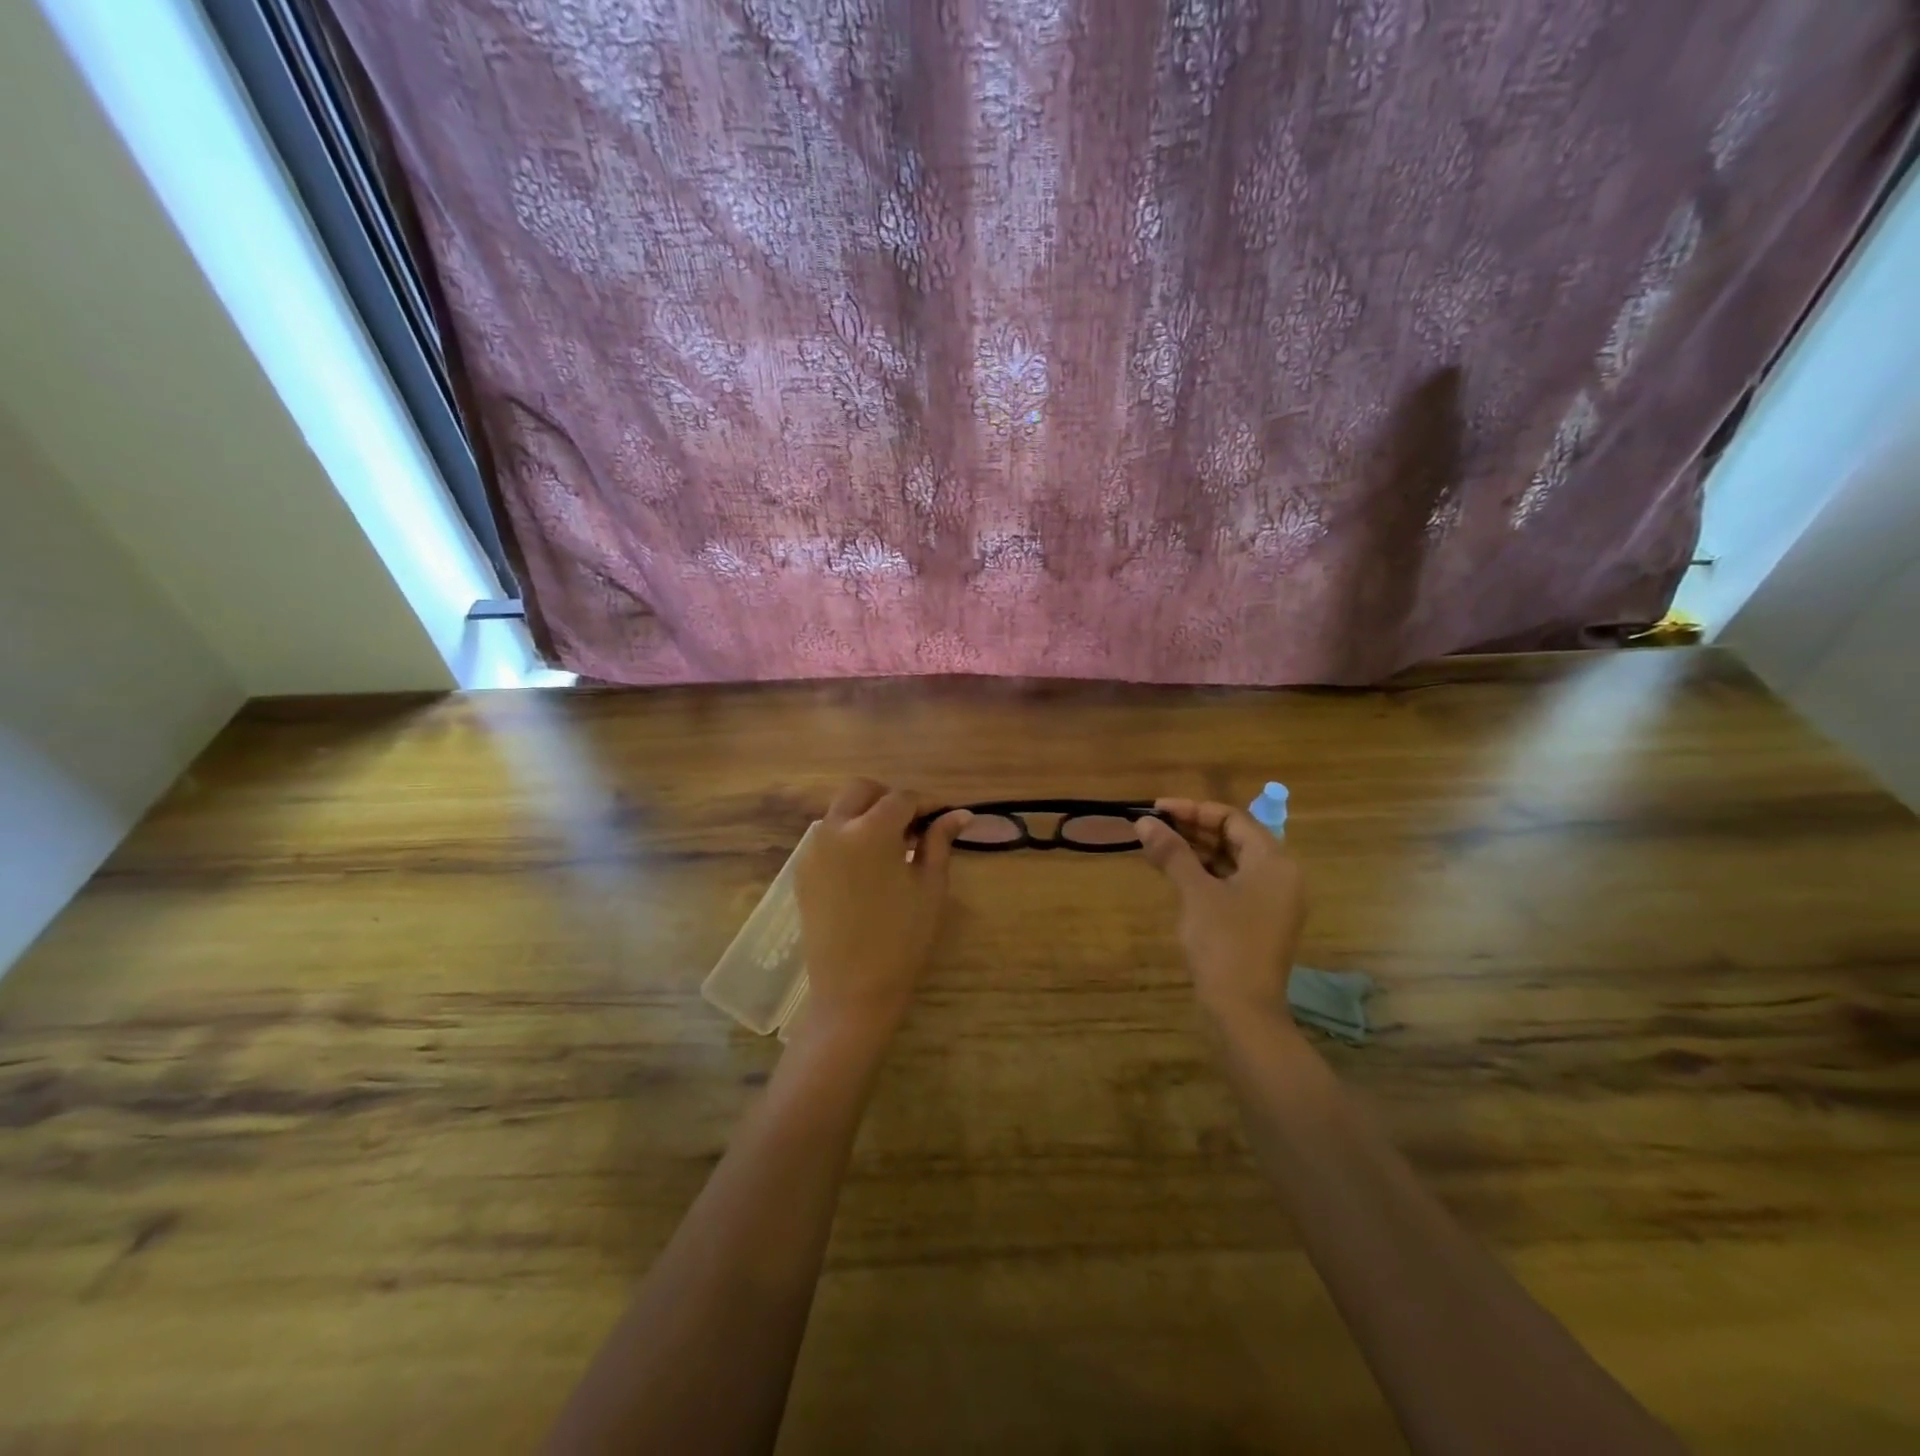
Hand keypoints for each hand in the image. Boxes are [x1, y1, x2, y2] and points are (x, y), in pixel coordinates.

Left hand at [793, 779, 971, 1041]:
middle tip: (915, 825)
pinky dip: (849, 836)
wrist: (853, 990)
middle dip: (890, 798)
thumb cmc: (902, 938)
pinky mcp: (802, 870)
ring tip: (894, 846)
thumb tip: (959, 813)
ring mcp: (812, 849)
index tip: (945, 817)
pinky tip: (869, 865)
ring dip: (867, 815)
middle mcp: (835, 829)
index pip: (903, 798)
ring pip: (841, 810)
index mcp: (871, 830)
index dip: (928, 803)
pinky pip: (827, 836)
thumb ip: (940, 841)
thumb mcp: (930, 886)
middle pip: (862, 790)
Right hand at [1136, 799, 1306, 1024]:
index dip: (1193, 809)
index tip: (1157, 809)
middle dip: (1193, 829)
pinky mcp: (1258, 921)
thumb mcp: (1195, 892)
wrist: (1243, 1010)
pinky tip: (1174, 873)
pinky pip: (1231, 883)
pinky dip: (1204, 874)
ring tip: (1157, 845)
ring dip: (1195, 851)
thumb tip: (1143, 821)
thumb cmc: (1223, 943)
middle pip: (1234, 838)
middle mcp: (1280, 876)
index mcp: (1274, 862)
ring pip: (1231, 862)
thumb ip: (1172, 853)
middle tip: (1153, 825)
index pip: (1233, 819)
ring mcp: (1271, 901)